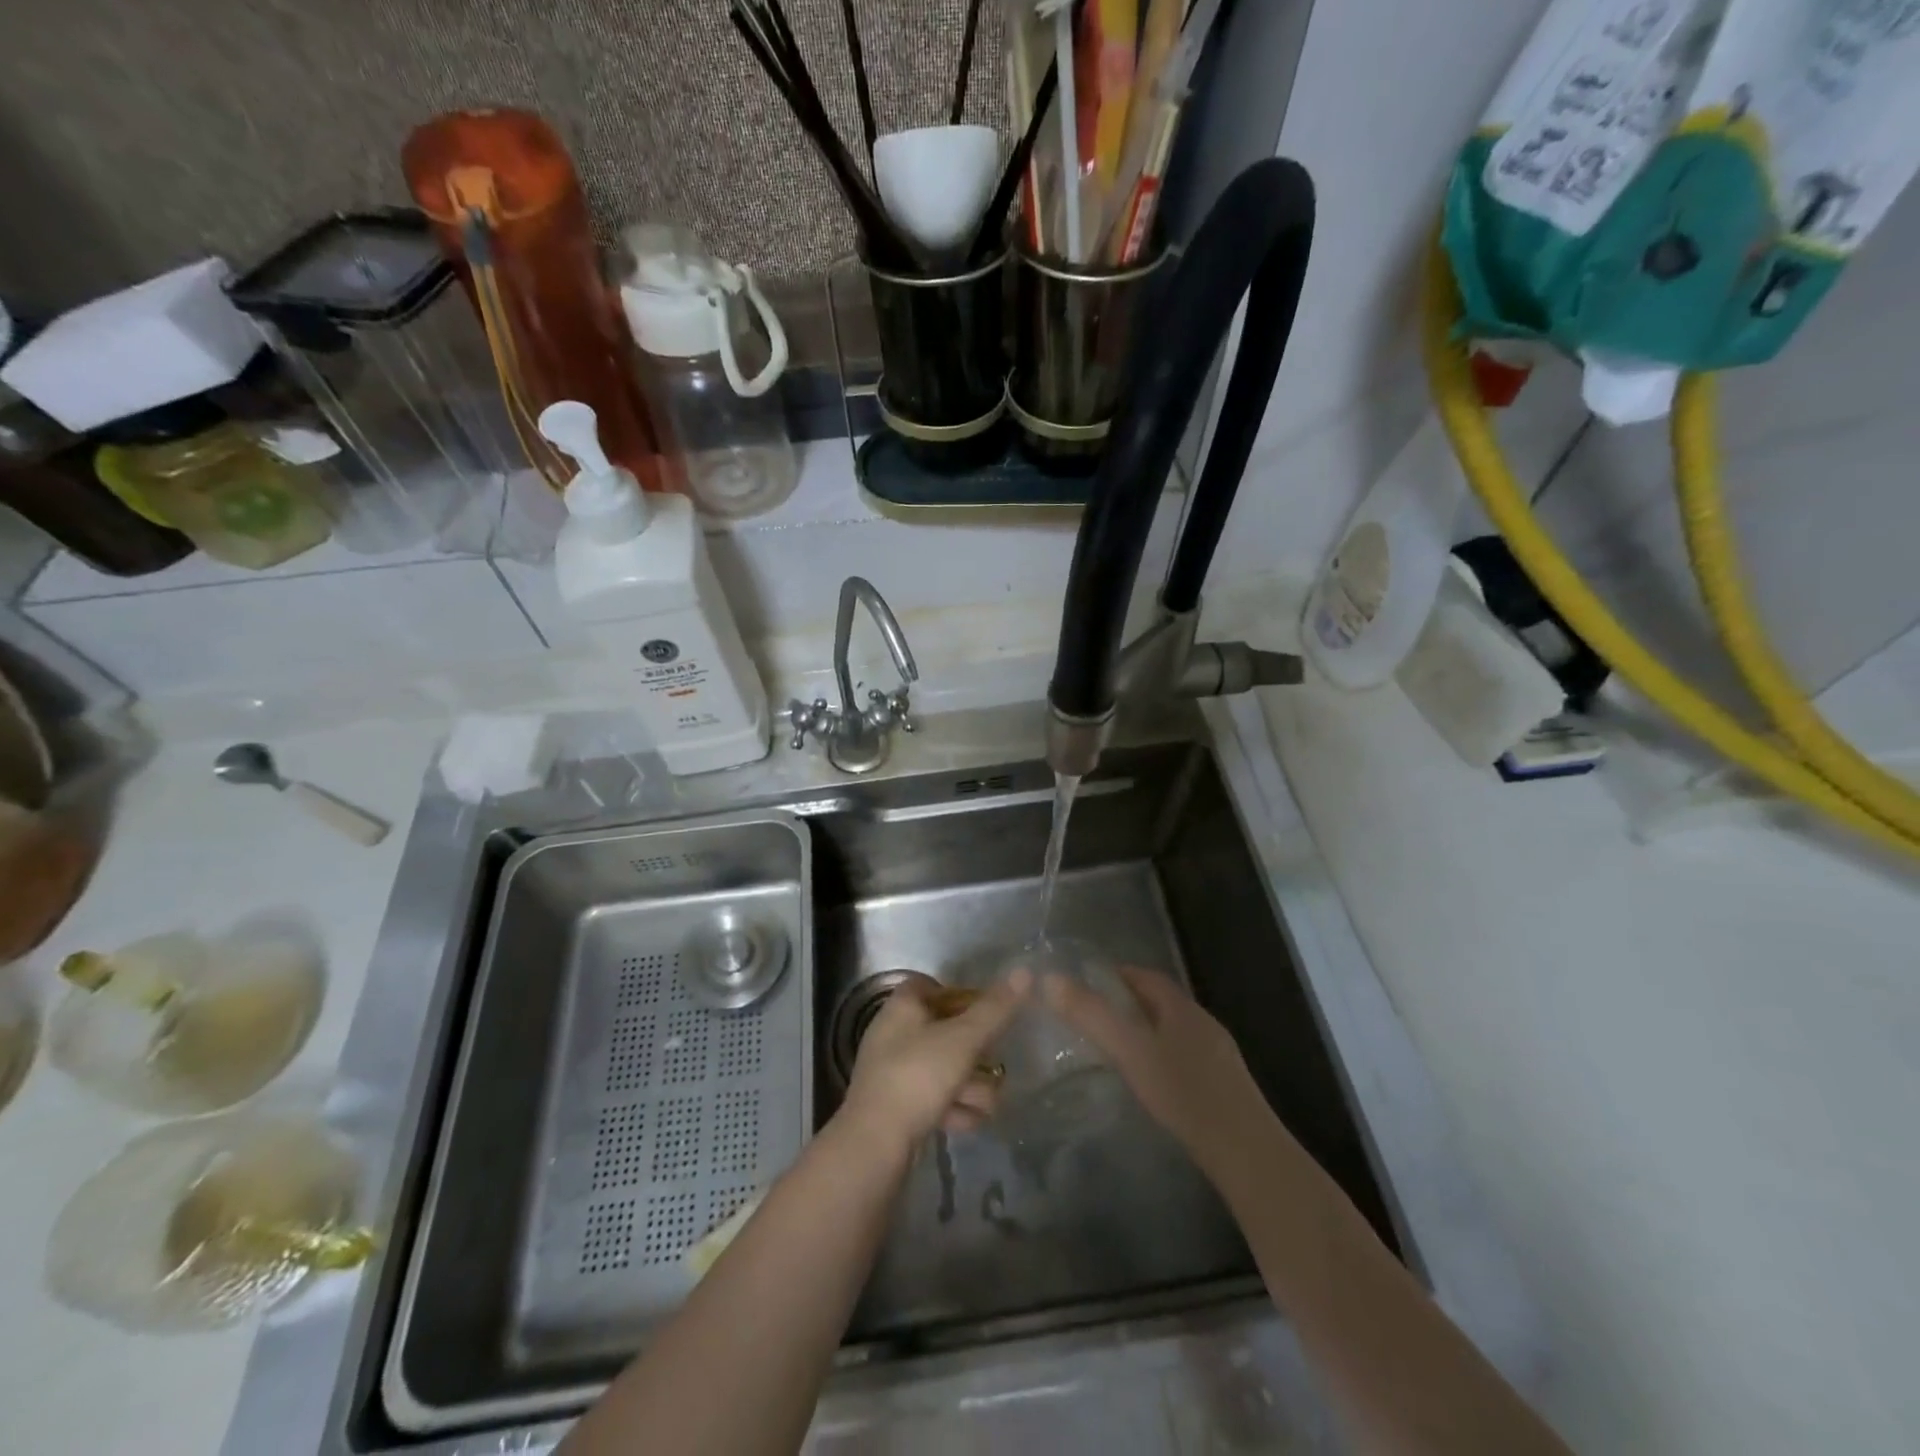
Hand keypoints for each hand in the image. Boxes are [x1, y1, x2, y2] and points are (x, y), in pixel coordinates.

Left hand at [839, 969, 1030, 1154]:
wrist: (876, 1144)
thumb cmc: (919, 1076)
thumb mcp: (964, 1039)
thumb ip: (995, 1009)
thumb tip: (1024, 971)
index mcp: (902, 1007)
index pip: (930, 985)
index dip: (961, 995)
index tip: (987, 1013)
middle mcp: (893, 1033)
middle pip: (943, 1030)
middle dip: (975, 1052)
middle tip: (996, 1064)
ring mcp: (893, 1072)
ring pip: (942, 1068)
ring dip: (970, 1086)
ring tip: (989, 1104)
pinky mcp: (895, 1106)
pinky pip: (932, 1097)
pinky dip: (953, 1107)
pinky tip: (969, 1123)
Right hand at [1043, 965, 1267, 1176]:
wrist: (1246, 1153)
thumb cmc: (1184, 1093)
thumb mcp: (1130, 1051)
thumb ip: (1092, 1015)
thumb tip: (1052, 979)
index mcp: (1182, 1008)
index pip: (1147, 976)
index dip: (1118, 974)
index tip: (1089, 981)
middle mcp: (1203, 1023)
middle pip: (1161, 1002)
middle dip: (1129, 1001)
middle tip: (1095, 1014)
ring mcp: (1218, 1055)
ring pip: (1175, 1031)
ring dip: (1147, 1030)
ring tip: (1118, 1047)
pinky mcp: (1225, 1086)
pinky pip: (1186, 1057)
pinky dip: (1163, 1056)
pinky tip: (1153, 1082)